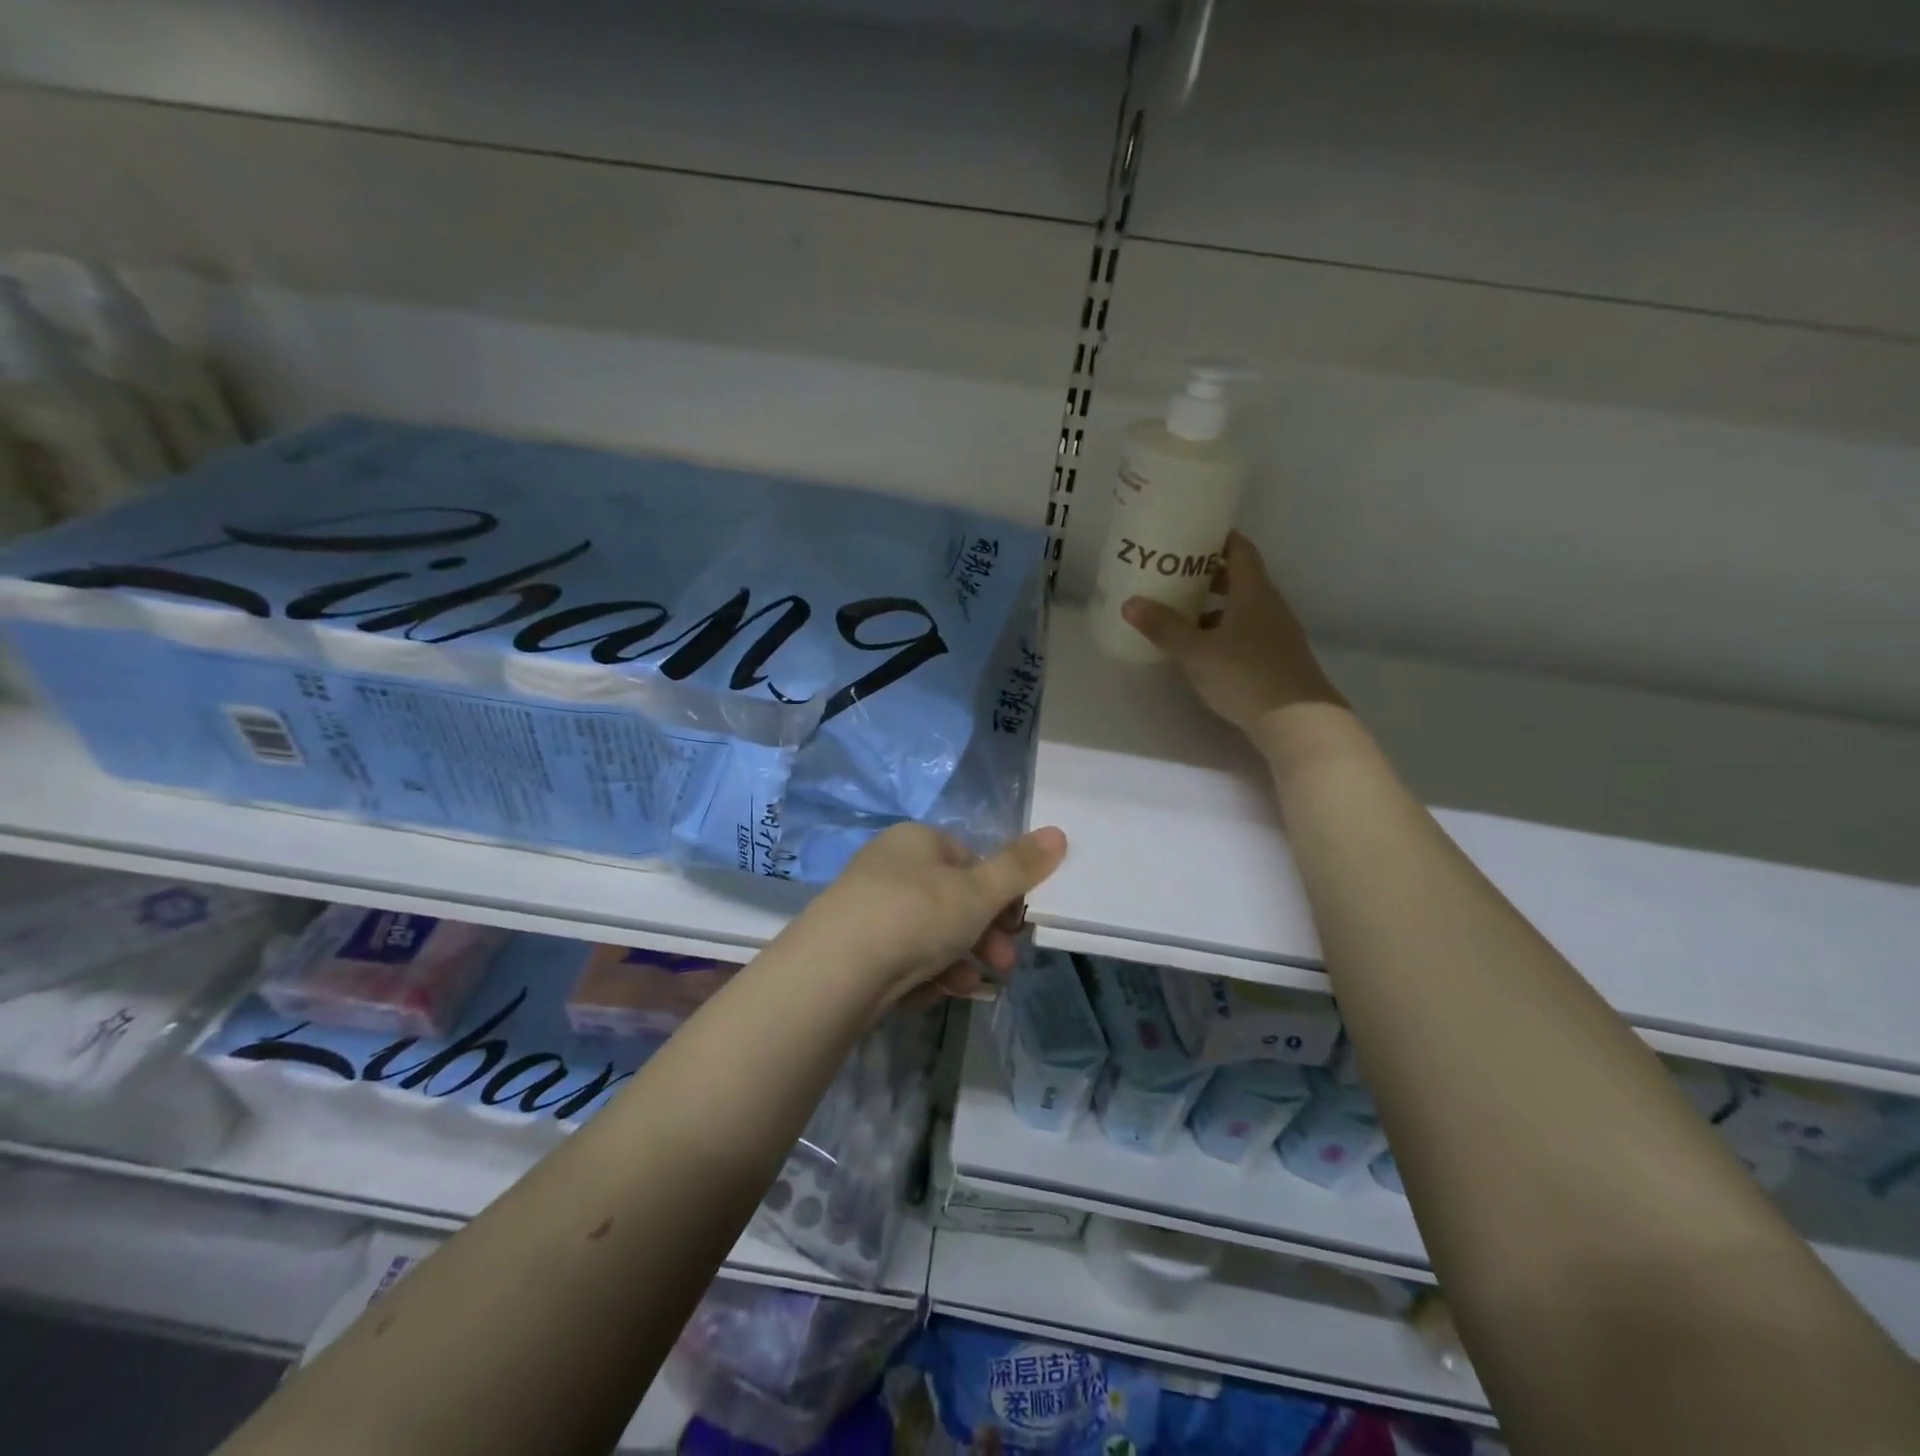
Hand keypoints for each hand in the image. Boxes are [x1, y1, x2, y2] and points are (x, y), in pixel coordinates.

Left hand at [793, 822, 1068, 1009]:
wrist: (835, 970)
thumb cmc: (916, 914)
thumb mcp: (978, 891)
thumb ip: (1020, 866)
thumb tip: (1058, 832)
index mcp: (917, 841)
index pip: (971, 860)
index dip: (1000, 893)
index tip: (1017, 924)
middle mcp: (890, 867)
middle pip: (953, 900)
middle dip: (985, 935)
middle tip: (1005, 964)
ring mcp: (869, 907)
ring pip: (931, 934)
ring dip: (959, 960)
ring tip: (971, 984)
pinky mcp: (855, 948)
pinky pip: (903, 957)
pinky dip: (925, 973)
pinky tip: (934, 993)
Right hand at [1122, 530, 1345, 734]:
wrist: (1297, 721)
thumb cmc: (1245, 674)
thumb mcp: (1196, 651)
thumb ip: (1164, 627)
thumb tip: (1130, 602)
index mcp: (1253, 592)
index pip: (1239, 550)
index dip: (1217, 540)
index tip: (1190, 536)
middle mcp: (1269, 605)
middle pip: (1239, 579)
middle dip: (1207, 576)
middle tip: (1174, 576)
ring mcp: (1276, 633)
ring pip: (1241, 608)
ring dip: (1213, 607)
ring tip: (1180, 614)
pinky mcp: (1275, 658)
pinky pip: (1245, 632)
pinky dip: (1222, 632)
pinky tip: (1201, 649)